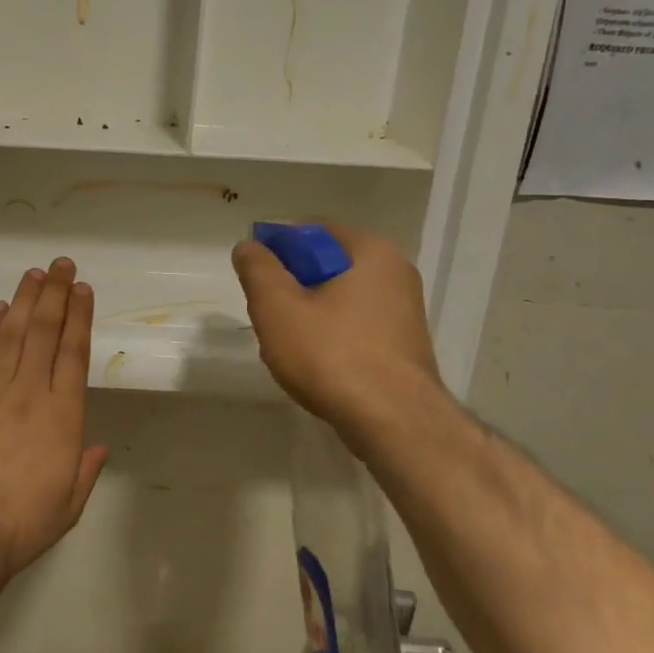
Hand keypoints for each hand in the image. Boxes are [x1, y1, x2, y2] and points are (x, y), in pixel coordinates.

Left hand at [0, 258, 107, 589]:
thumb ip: (85, 469)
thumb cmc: (23, 523)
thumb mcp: (69, 505)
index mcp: (63, 416)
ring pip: (12, 335)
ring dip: (24, 300)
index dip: (79, 317)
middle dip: (55, 294)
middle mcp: (30, 393)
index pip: (74, 353)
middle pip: (45, 332)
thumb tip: (97, 446)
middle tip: (62, 266)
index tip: (82, 290)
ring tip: (34, 274)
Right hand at [231, 222, 445, 442]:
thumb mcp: (277, 307)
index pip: (313, 229)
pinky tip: (314, 363)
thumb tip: (249, 246)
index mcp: (370, 251)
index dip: (277, 245)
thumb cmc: (331, 355)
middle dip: (291, 284)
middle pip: (327, 264)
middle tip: (265, 311)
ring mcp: (404, 311)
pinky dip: (331, 335)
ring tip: (285, 343)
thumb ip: (258, 269)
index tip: (253, 272)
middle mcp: (395, 273)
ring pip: (340, 297)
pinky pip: (356, 325)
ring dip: (308, 312)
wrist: (394, 423)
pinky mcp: (404, 345)